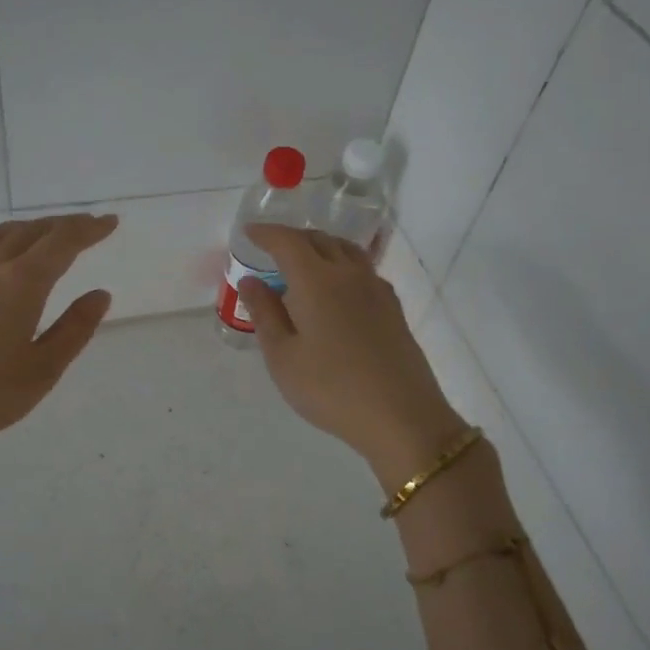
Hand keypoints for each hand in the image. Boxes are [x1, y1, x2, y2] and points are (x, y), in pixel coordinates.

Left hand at [0, 214, 117, 482]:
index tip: (110, 222)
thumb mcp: (43, 370)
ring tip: (44, 233)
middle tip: (87, 226)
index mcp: (21, 284)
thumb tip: (99, 294)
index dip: (89, 229)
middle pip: (30, 232)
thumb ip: (74, 329)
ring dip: (27, 228)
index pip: (62, 243)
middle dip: (62, 225)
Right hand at [239, 224, 466, 482]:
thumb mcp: (283, 357)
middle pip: (320, 240)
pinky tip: (335, 290)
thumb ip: (265, 314)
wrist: (400, 416)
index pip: (288, 242)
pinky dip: (341, 266)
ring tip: (303, 264)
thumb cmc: (330, 388)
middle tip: (272, 249)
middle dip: (293, 238)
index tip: (249, 233)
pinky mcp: (393, 308)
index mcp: (316, 281)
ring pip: (346, 251)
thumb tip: (250, 281)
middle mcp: (349, 274)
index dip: (266, 234)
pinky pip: (362, 270)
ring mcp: (376, 289)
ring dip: (320, 248)